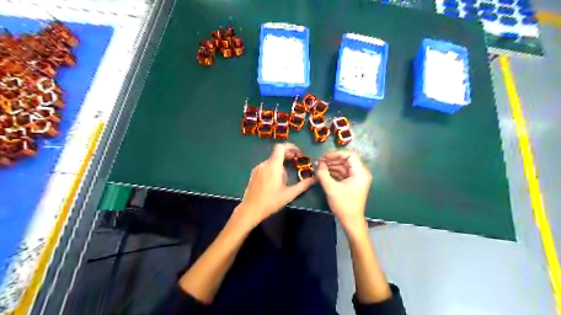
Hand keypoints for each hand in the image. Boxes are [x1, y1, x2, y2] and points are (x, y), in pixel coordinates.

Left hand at [236, 143, 314, 225]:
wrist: (250, 209)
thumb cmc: (271, 201)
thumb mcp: (289, 194)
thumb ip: (303, 185)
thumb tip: (315, 179)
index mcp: (273, 165)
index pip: (281, 147)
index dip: (290, 146)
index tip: (298, 152)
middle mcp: (264, 164)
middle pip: (277, 154)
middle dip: (288, 156)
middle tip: (296, 162)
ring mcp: (257, 168)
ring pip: (272, 161)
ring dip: (281, 164)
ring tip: (286, 177)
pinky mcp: (254, 174)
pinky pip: (266, 166)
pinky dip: (273, 168)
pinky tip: (275, 181)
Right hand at [315, 150, 371, 230]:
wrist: (351, 221)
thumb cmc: (343, 205)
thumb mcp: (331, 188)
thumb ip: (323, 174)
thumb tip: (318, 163)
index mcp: (360, 173)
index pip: (350, 155)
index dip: (336, 154)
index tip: (324, 157)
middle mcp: (361, 173)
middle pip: (346, 159)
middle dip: (332, 159)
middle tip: (319, 161)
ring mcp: (357, 177)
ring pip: (344, 165)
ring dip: (332, 165)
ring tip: (319, 166)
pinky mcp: (352, 182)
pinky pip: (343, 172)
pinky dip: (334, 171)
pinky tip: (324, 172)